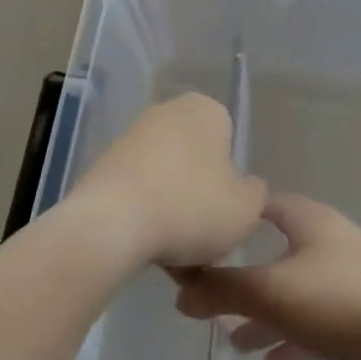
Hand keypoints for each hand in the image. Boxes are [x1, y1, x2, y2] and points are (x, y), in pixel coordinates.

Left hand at [66, 93, 266, 268]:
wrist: (111, 223)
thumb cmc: (191, 207)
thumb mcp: (247, 208)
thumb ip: (256, 193)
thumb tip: (246, 186)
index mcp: (207, 109)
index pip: (230, 140)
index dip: (231, 181)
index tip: (225, 212)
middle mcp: (168, 110)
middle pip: (196, 157)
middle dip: (201, 192)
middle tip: (204, 235)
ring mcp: (132, 134)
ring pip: (167, 175)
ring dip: (173, 206)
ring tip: (175, 250)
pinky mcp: (104, 161)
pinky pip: (139, 188)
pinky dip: (145, 211)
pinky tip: (147, 244)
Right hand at [172, 193, 360, 359]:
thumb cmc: (342, 300)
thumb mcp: (272, 291)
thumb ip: (221, 288)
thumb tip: (178, 287)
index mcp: (307, 221)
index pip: (260, 204)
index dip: (229, 216)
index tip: (199, 235)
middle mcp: (327, 243)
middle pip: (275, 252)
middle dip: (241, 275)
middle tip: (206, 297)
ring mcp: (348, 281)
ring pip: (293, 294)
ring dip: (263, 315)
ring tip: (229, 341)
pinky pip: (316, 325)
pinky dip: (291, 339)